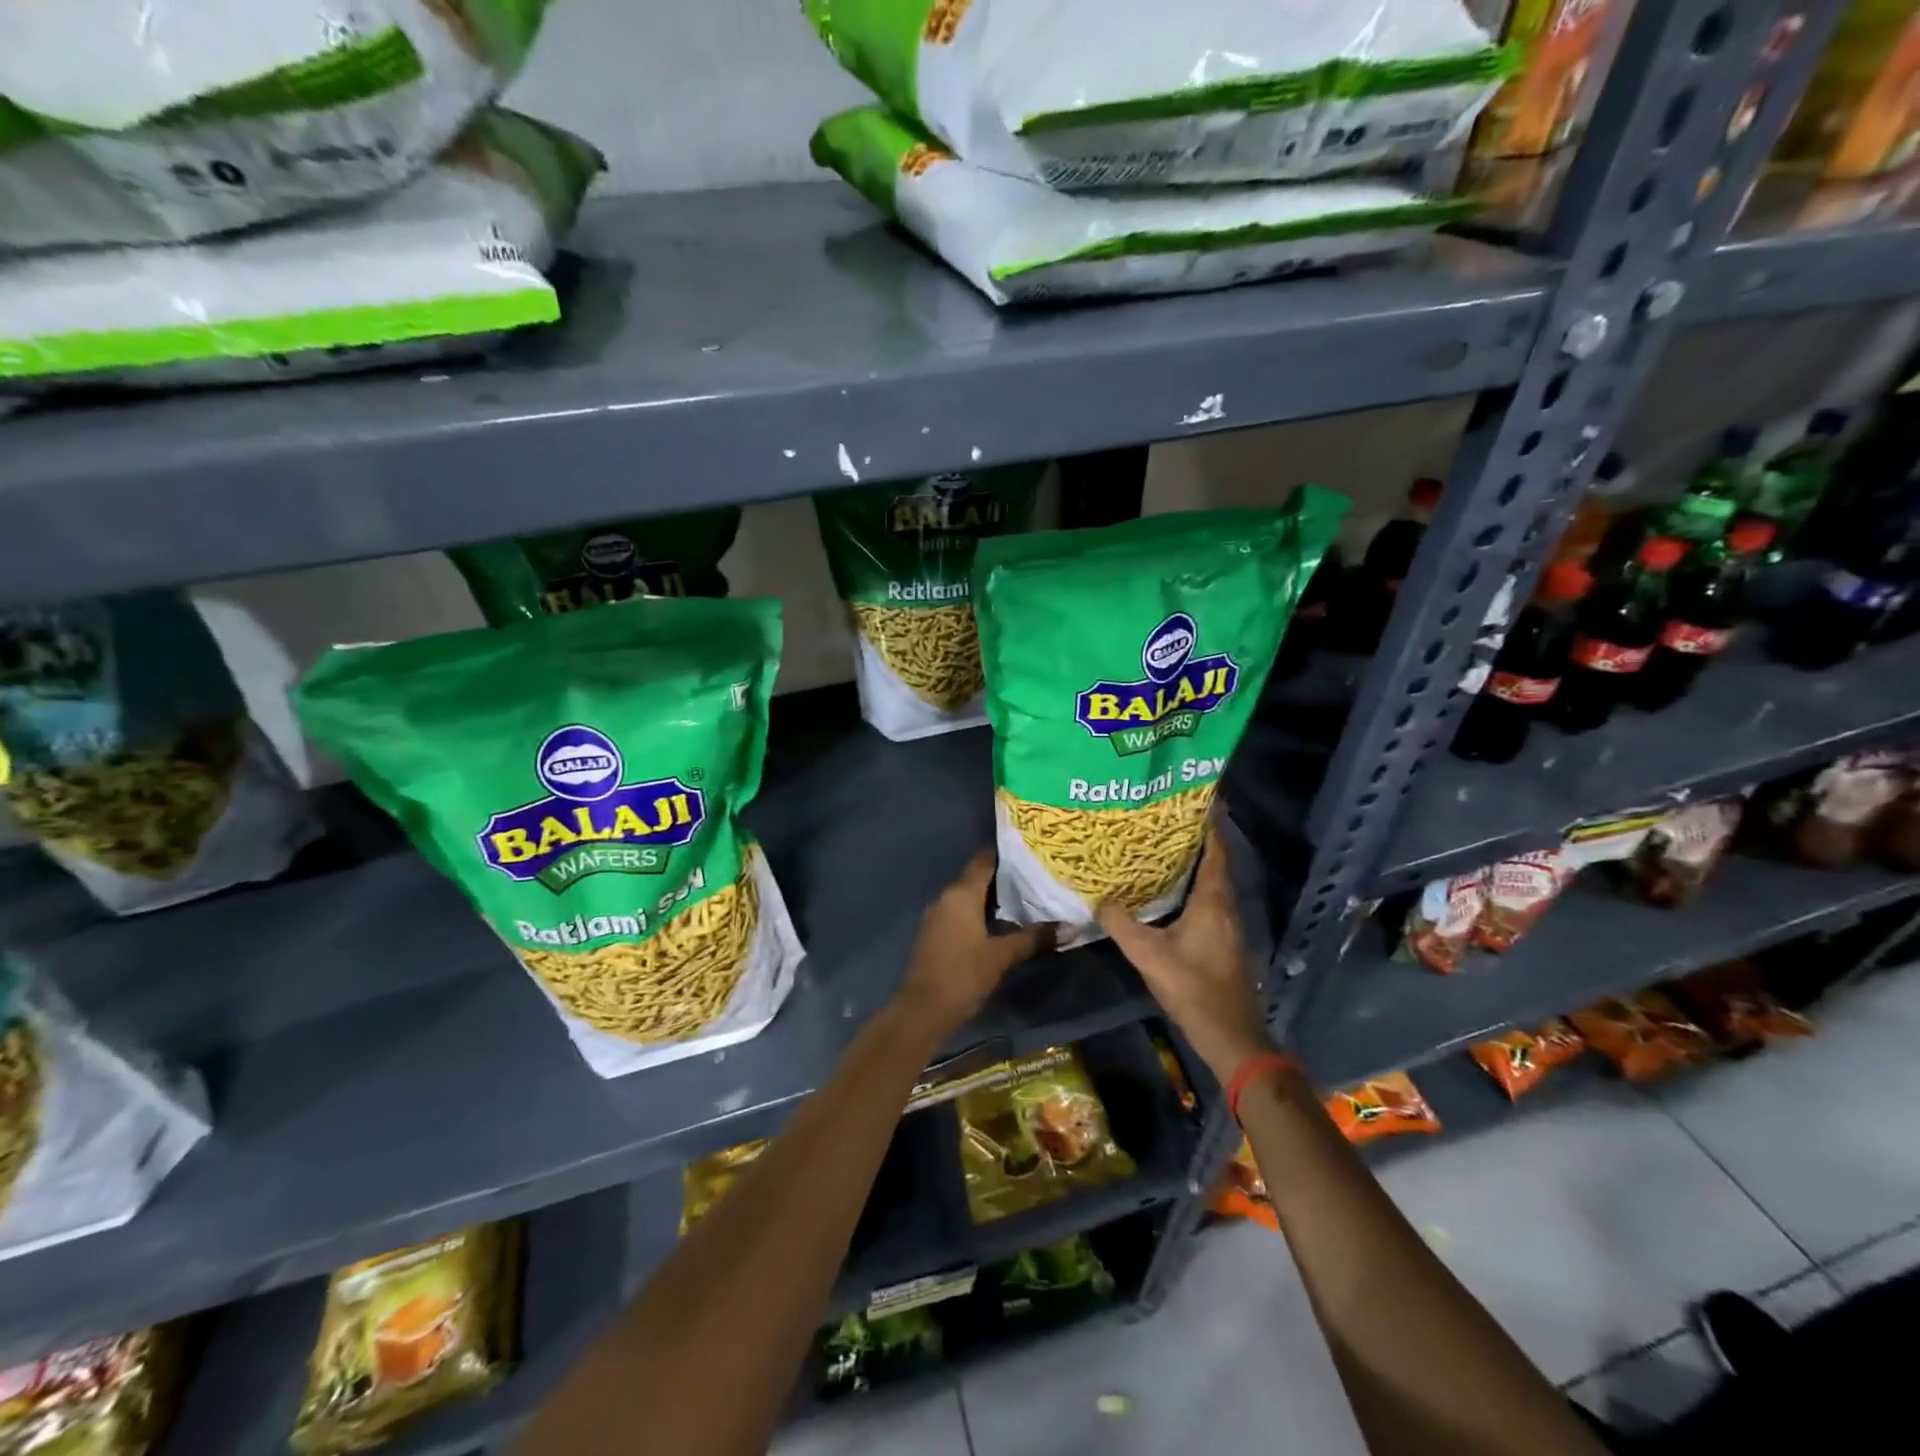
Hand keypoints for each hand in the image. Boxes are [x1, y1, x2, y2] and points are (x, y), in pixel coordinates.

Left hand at [898, 850, 1053, 1038]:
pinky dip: (980, 913)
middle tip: (1036, 877)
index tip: (1031, 853)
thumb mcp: (1002, 955)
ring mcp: (938, 915)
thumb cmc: (963, 974)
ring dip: (993, 897)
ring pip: (969, 896)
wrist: (923, 1010)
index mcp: (961, 893)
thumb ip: (1034, 938)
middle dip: (1005, 878)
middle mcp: (946, 897)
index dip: (1007, 855)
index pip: (984, 860)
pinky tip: (1002, 923)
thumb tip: (1070, 928)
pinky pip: (961, 912)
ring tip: (1026, 899)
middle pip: (977, 877)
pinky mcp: (935, 933)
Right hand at [1097, 825, 1274, 1083]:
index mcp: (1212, 901)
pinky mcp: (1223, 941)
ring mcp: (1227, 925)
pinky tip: (1169, 892)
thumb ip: (1121, 924)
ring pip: (1212, 882)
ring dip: (1194, 864)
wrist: (1229, 1034)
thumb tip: (1100, 899)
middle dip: (1195, 840)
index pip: (1216, 851)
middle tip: (1165, 821)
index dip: (1209, 824)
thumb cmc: (1193, 988)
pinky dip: (1193, 886)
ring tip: (1163, 849)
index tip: (1194, 800)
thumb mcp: (1148, 955)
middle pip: (1215, 863)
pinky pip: (1209, 900)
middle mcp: (1224, 906)